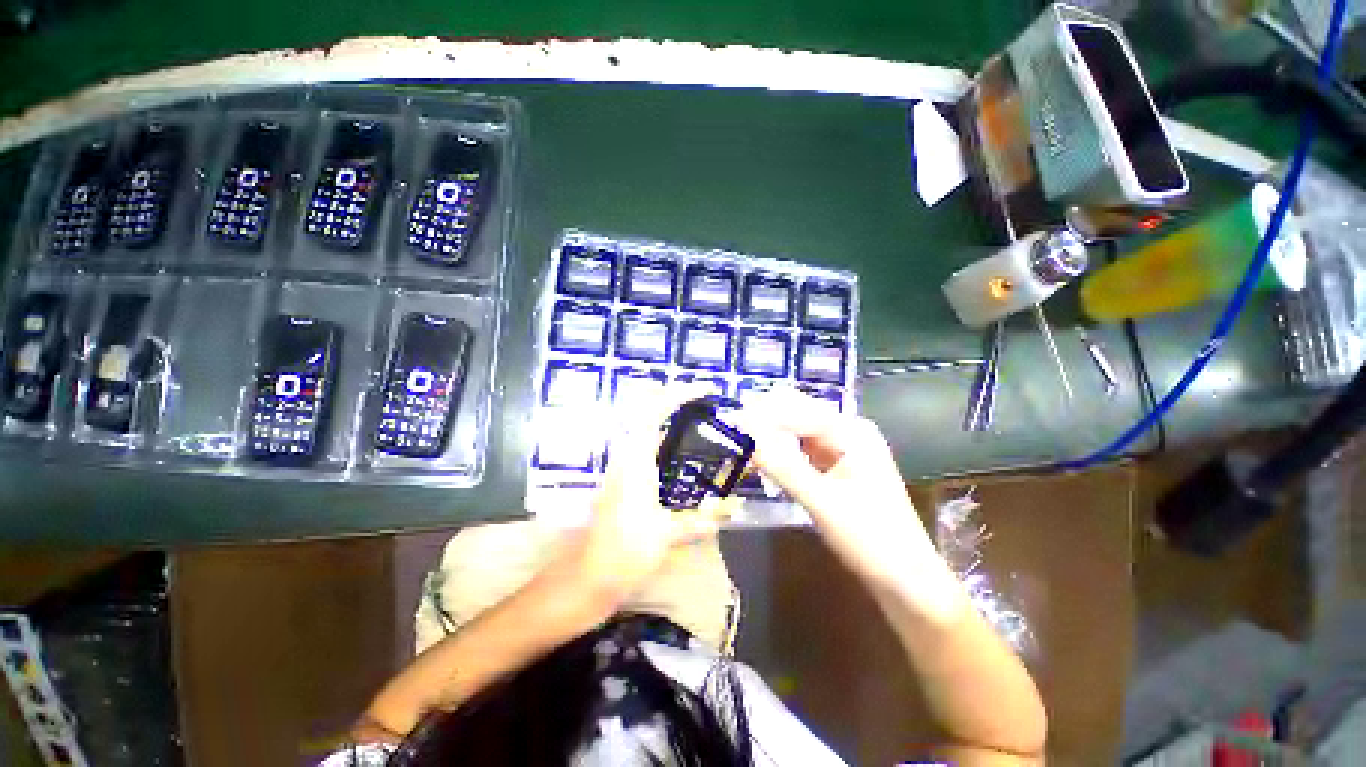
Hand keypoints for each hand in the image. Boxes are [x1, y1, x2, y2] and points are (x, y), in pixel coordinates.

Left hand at [571, 389, 721, 603]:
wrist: (586, 578)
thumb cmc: (623, 552)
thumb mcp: (665, 534)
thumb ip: (698, 520)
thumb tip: (730, 510)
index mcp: (634, 459)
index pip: (654, 411)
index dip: (678, 395)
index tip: (705, 390)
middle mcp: (626, 456)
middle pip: (647, 414)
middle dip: (674, 401)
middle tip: (703, 403)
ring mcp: (622, 468)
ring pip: (645, 431)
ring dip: (669, 420)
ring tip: (698, 422)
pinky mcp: (623, 481)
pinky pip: (646, 449)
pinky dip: (665, 442)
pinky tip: (683, 456)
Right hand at [740, 390, 958, 611]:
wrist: (906, 580)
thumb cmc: (871, 540)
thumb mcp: (822, 503)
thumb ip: (782, 467)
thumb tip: (744, 437)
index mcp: (851, 432)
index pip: (797, 412)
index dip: (762, 415)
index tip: (730, 422)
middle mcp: (847, 432)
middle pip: (797, 415)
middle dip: (764, 420)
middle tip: (731, 431)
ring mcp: (842, 449)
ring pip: (796, 432)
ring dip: (770, 435)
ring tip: (740, 442)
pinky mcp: (836, 467)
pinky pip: (801, 450)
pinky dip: (781, 452)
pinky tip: (762, 457)